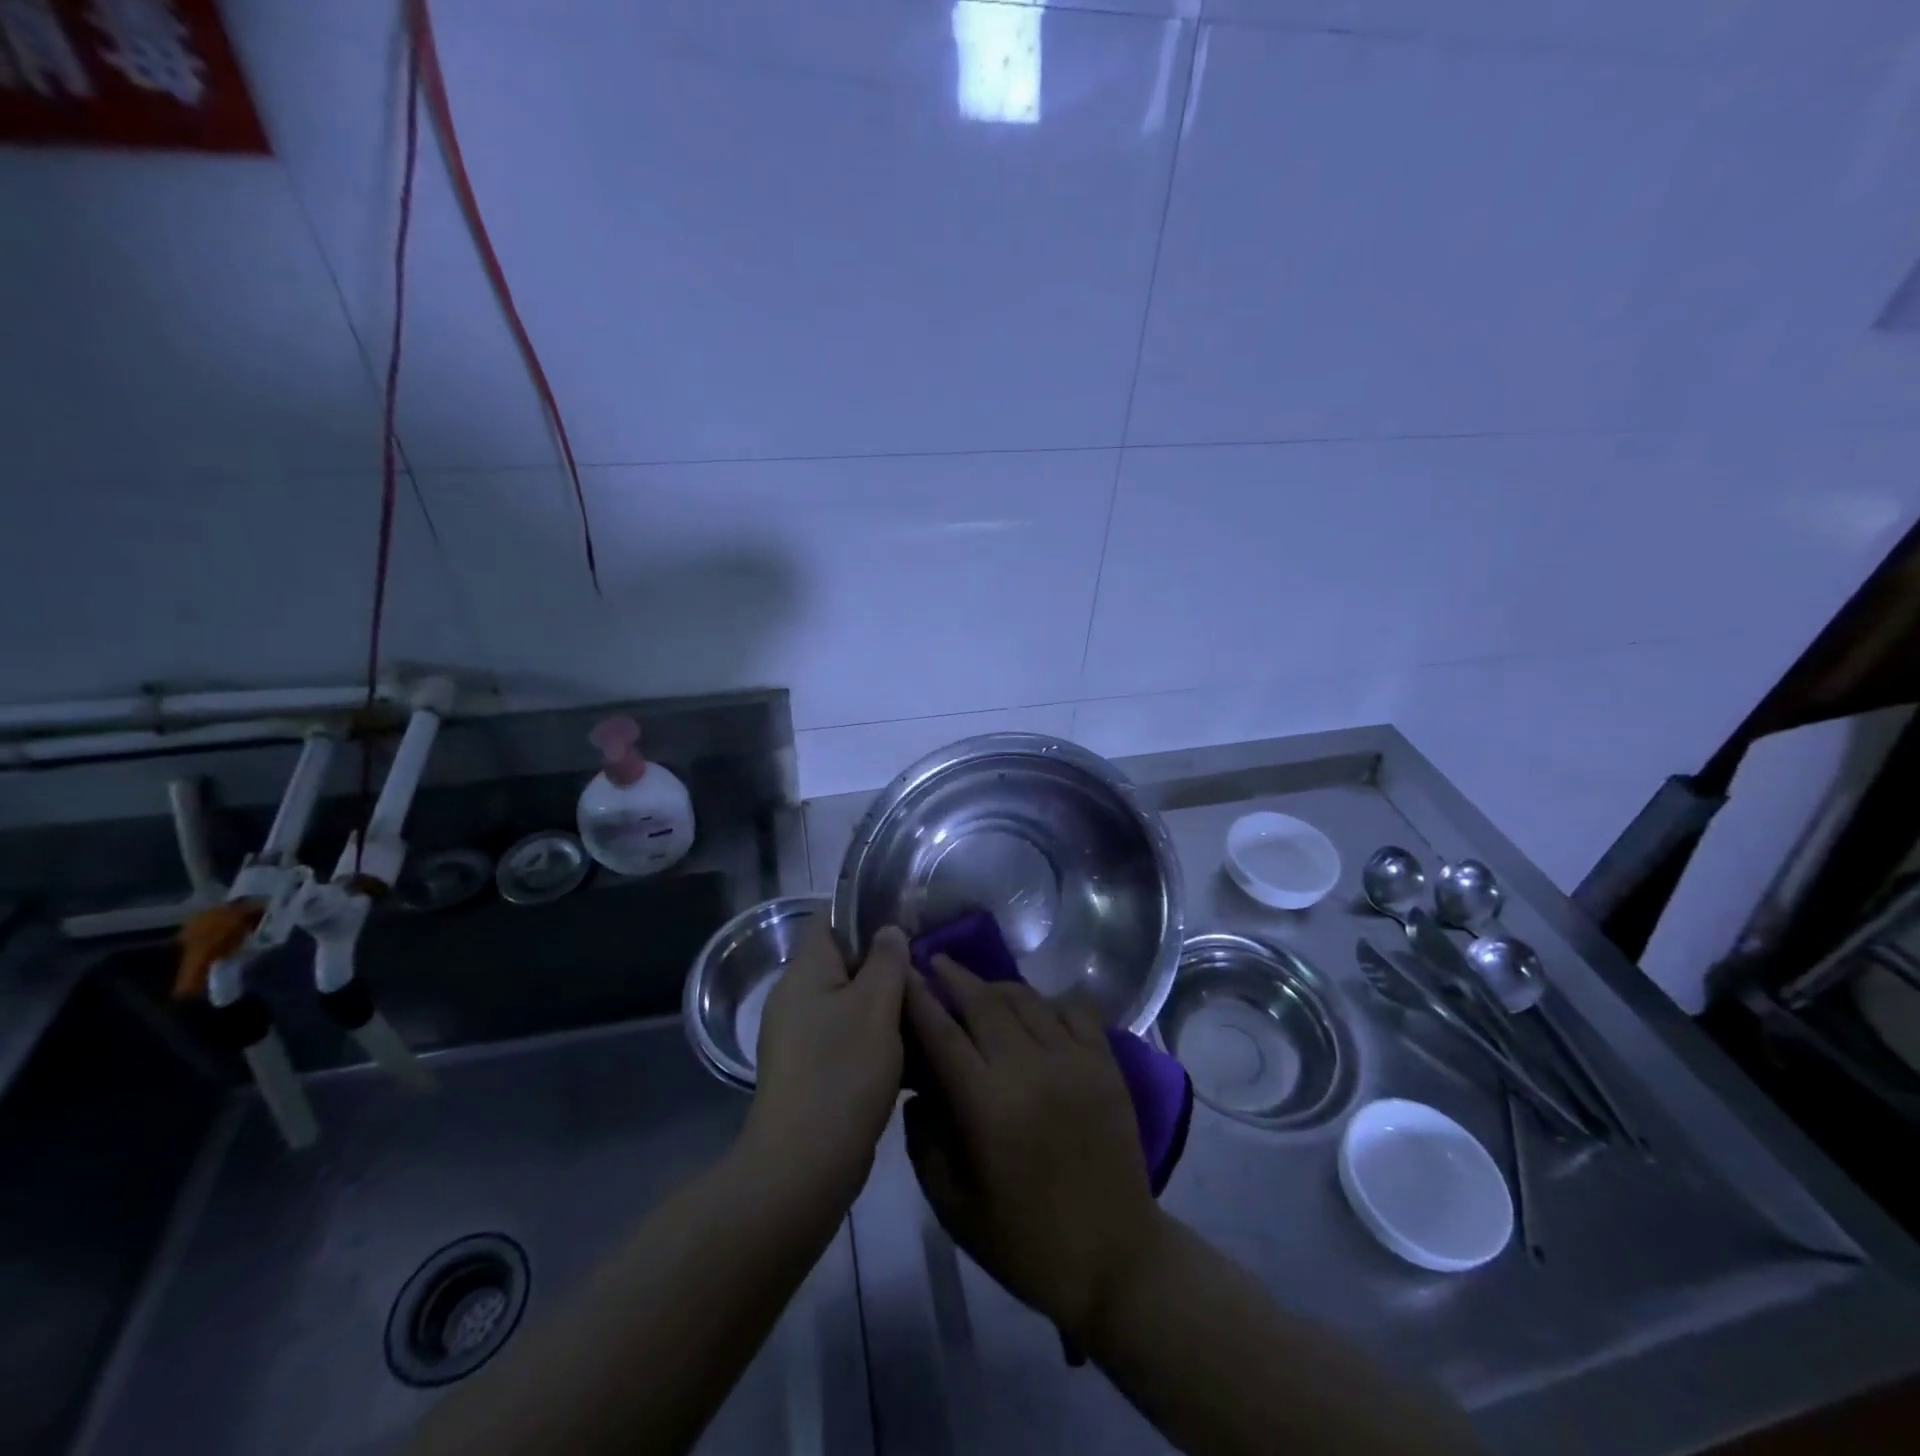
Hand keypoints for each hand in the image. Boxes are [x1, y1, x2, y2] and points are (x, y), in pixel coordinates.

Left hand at [743, 922, 908, 1205]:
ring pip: (848, 1003)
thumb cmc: (843, 1072)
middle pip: (843, 962)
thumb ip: (887, 960)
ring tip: (925, 1010)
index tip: (906, 921)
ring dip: (884, 1005)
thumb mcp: (876, 1006)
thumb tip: (888, 930)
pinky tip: (908, 1053)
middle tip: (925, 970)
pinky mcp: (809, 1071)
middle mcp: (795, 997)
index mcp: (805, 971)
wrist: (804, 1167)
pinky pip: (845, 1038)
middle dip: (884, 964)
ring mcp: (799, 1037)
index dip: (866, 913)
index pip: (830, 919)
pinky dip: (873, 1038)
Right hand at [903, 956, 1163, 1344]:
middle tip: (935, 962)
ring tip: (978, 984)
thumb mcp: (952, 1205)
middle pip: (984, 1001)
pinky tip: (1036, 1008)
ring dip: (996, 985)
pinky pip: (1074, 1010)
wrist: (1114, 1259)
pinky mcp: (1105, 1063)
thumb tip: (918, 1090)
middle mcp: (1029, 1067)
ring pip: (1027, 998)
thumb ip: (924, 1141)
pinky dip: (1049, 1000)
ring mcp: (1073, 1060)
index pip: (942, 1033)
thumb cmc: (1024, 1240)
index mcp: (986, 1104)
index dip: (918, 998)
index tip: (902, 973)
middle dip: (954, 977)